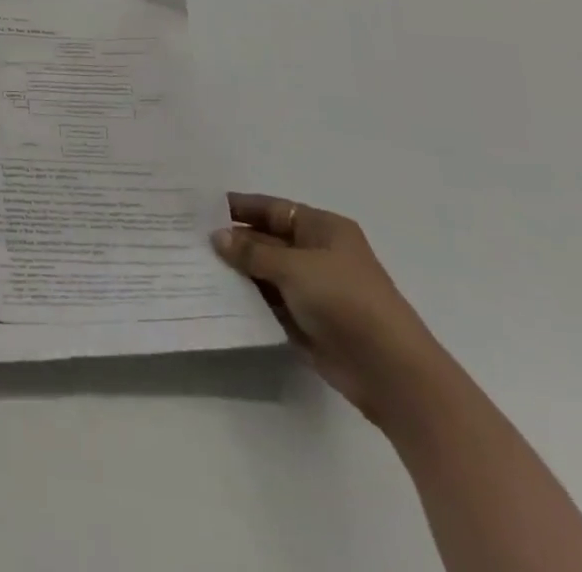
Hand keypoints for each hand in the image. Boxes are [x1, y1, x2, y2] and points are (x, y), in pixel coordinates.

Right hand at [213, 194, 448, 427]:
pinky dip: (248, 299)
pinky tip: (217, 295)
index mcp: (323, 228)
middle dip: (233, 240)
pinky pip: (270, 303)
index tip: (201, 208)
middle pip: (267, 240)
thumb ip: (252, 252)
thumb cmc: (346, 301)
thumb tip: (217, 237)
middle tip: (189, 238)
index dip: (240, 207)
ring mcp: (313, 290)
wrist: (392, 373)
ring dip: (238, 271)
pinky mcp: (308, 322)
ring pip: (266, 272)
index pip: (272, 209)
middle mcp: (317, 254)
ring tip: (194, 265)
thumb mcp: (294, 267)